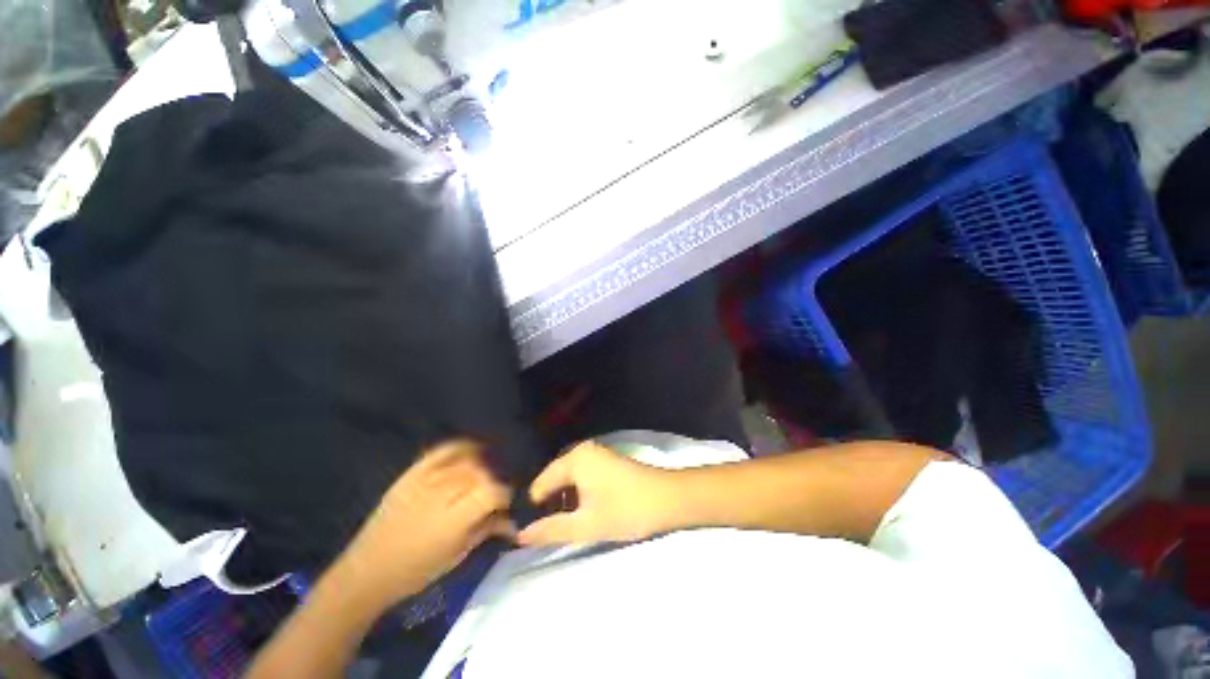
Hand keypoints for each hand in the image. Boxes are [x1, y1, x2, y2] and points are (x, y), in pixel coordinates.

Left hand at [340, 440, 515, 608]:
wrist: (367, 571)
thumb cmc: (415, 572)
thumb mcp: (456, 556)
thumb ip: (485, 530)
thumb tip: (510, 519)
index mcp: (453, 520)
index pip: (491, 492)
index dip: (503, 495)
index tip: (504, 504)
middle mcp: (440, 494)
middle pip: (480, 473)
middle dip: (491, 482)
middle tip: (491, 494)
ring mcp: (423, 481)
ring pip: (464, 461)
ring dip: (479, 467)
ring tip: (481, 477)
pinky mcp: (410, 475)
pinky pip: (440, 452)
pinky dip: (459, 447)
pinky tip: (470, 450)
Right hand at [517, 441, 678, 545]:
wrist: (668, 499)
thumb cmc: (626, 510)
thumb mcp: (586, 525)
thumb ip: (551, 530)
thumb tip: (520, 536)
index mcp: (574, 459)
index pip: (540, 483)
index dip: (534, 509)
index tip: (530, 532)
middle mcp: (582, 450)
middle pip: (553, 479)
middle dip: (548, 504)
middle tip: (546, 532)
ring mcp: (596, 454)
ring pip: (568, 478)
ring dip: (563, 500)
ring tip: (562, 526)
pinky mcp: (606, 461)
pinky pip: (581, 476)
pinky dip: (577, 493)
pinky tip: (581, 512)